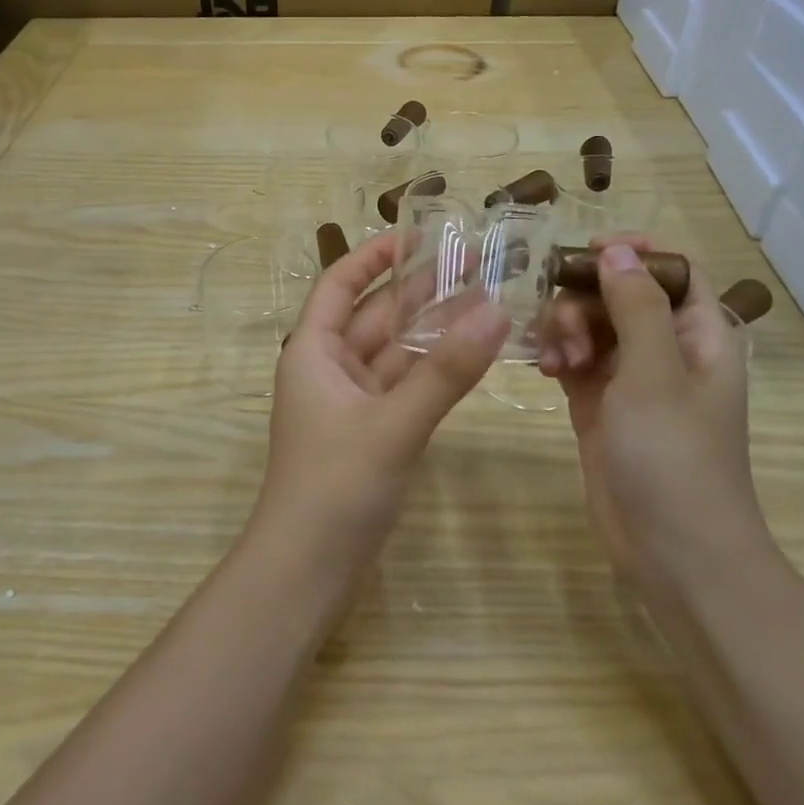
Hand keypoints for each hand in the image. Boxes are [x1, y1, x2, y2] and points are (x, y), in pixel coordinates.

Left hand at [250, 232, 509, 578]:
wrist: (307, 571)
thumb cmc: (335, 486)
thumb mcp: (393, 424)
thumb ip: (445, 371)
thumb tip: (496, 310)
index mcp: (313, 351)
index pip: (341, 284)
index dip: (374, 255)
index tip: (418, 233)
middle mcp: (329, 368)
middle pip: (375, 315)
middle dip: (419, 290)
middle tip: (475, 264)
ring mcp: (351, 402)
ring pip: (394, 352)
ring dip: (432, 330)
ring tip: (486, 300)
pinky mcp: (370, 432)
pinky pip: (403, 386)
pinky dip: (432, 370)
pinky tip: (469, 354)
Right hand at [538, 238, 766, 585]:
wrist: (673, 551)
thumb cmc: (675, 456)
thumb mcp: (655, 372)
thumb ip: (634, 306)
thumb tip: (617, 251)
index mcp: (700, 334)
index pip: (674, 270)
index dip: (636, 254)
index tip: (589, 253)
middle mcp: (667, 350)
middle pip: (621, 294)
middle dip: (586, 299)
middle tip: (567, 328)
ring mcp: (631, 379)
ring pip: (592, 325)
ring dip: (567, 330)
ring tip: (558, 363)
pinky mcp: (600, 406)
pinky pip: (575, 361)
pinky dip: (558, 357)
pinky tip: (546, 370)